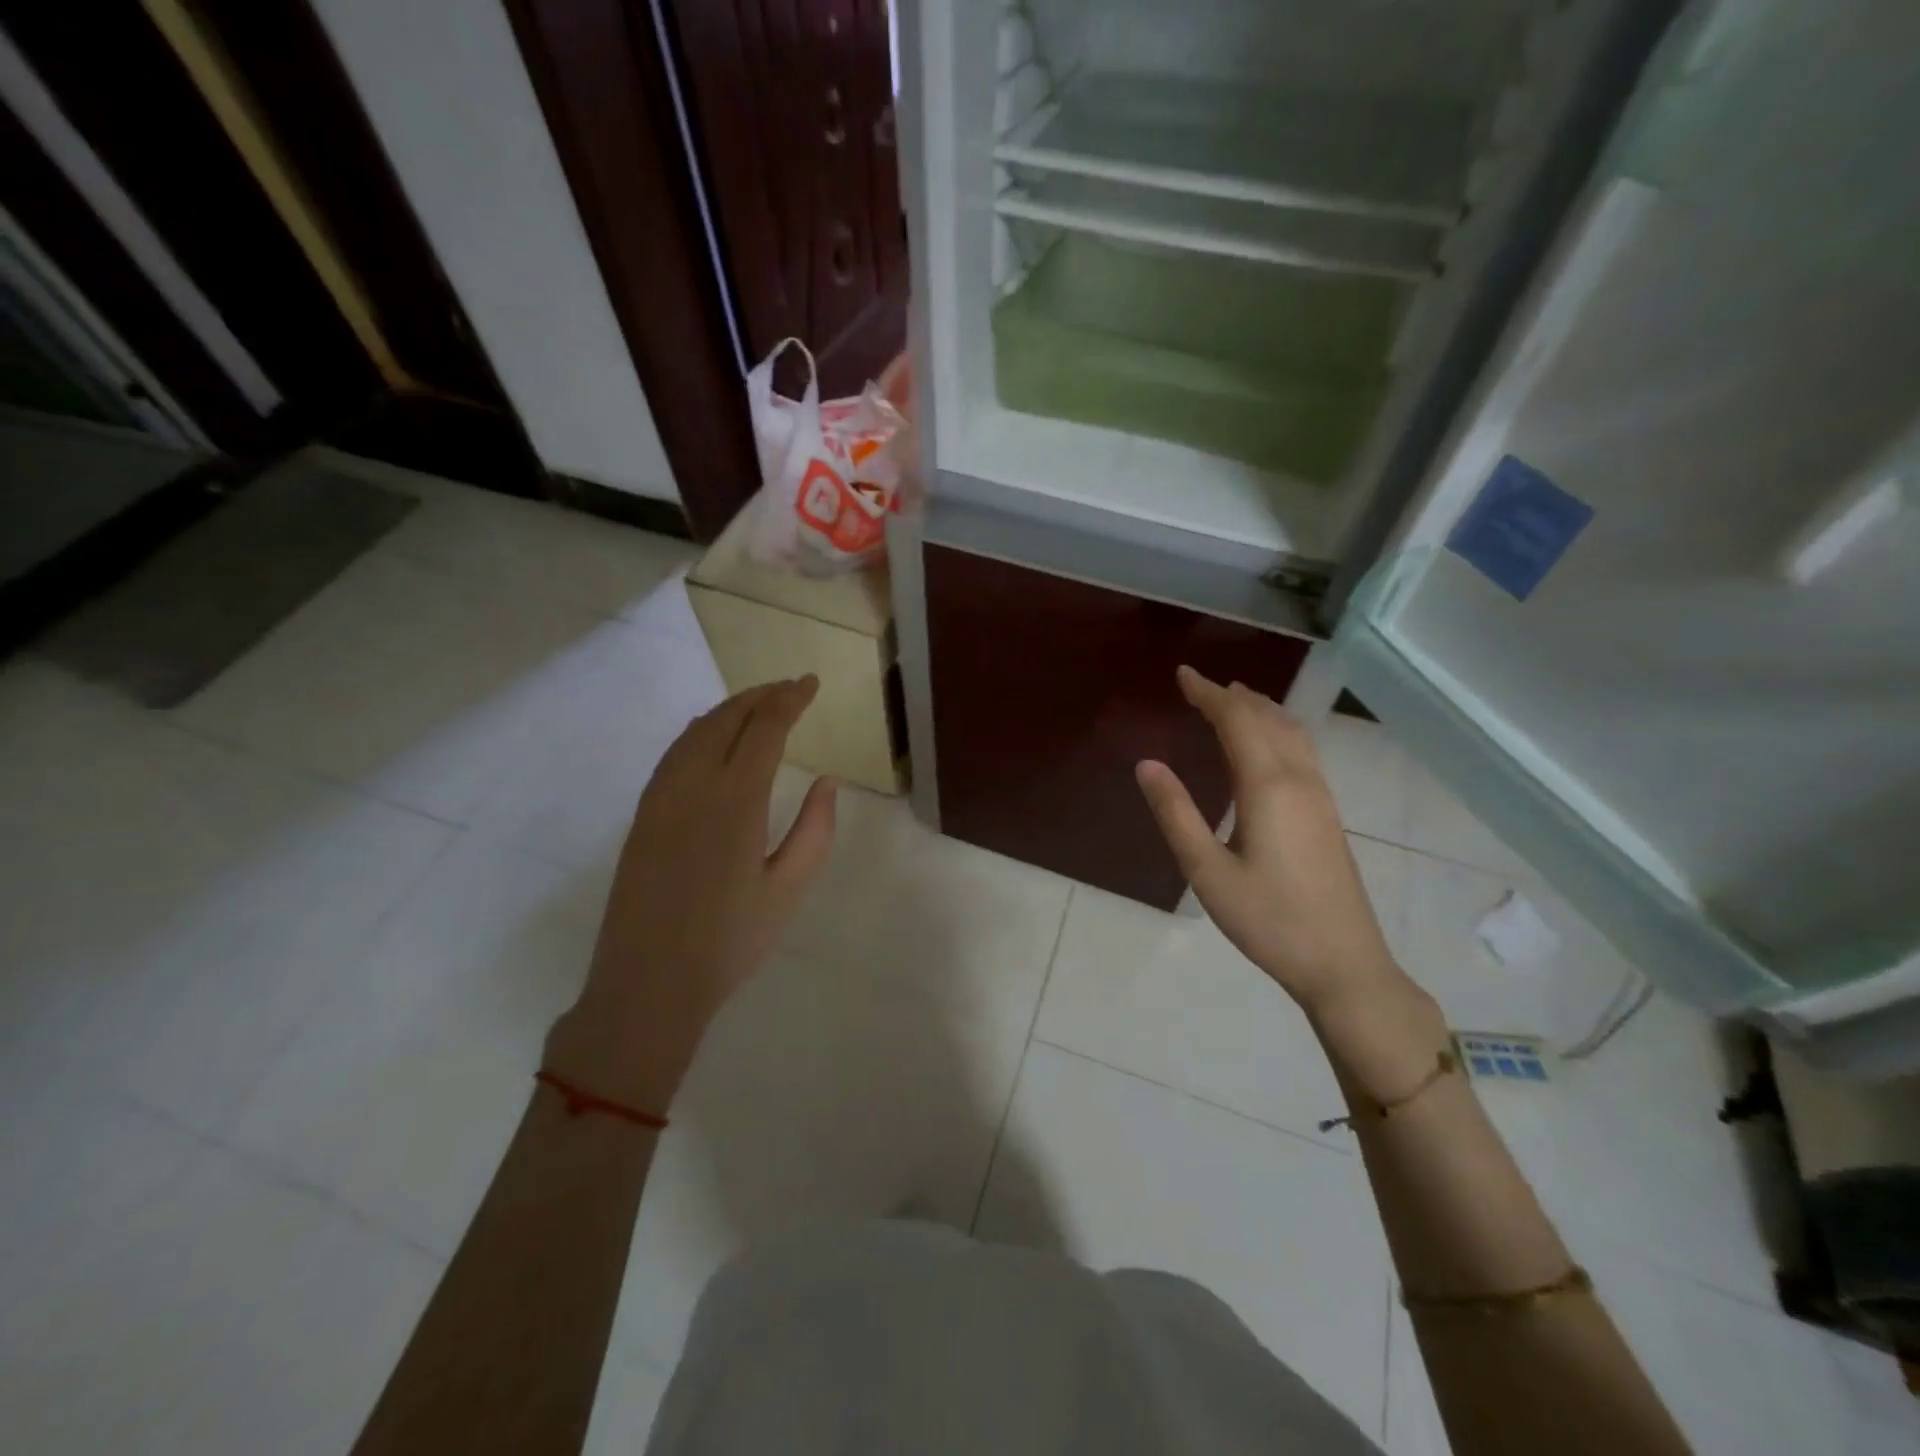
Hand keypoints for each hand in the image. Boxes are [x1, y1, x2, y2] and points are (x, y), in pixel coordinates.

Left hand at [544, 677, 836, 1111]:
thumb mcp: (789, 889)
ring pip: (695, 732)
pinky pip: (673, 754)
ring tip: (757, 704)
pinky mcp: (642, 816)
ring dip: (728, 709)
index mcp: (736, 801)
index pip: (765, 728)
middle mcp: (694, 786)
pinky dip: (699, 731)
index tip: (810, 683)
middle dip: (761, 696)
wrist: (648, 984)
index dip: (789, 699)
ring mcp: (660, 798)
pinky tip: (710, 737)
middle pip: (727, 719)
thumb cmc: (730, 942)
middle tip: (789, 688)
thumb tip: (825, 782)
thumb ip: (815, 830)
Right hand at [1135, 667, 1405, 1018]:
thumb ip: (1176, 814)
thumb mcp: (1207, 872)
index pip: (1237, 721)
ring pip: (1292, 732)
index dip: (1208, 694)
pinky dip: (1277, 729)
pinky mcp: (1327, 814)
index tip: (1182, 675)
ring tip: (1232, 700)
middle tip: (1199, 685)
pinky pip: (1301, 750)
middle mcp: (1299, 779)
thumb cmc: (1268, 920)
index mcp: (1268, 787)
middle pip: (1268, 719)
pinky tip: (1267, 745)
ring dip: (1260, 709)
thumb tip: (1147, 764)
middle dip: (1232, 697)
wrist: (1344, 963)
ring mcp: (1320, 796)